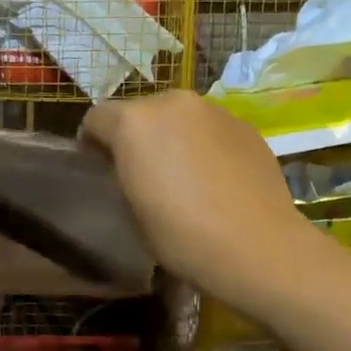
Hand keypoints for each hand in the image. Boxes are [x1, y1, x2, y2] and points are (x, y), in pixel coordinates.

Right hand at [81, 91, 304, 299]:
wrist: (257, 247)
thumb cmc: (181, 235)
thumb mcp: (131, 209)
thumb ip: (123, 174)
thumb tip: (130, 167)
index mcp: (134, 122)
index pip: (96, 118)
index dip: (93, 144)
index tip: (101, 170)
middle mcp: (173, 103)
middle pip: (140, 111)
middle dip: (136, 136)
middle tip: (144, 173)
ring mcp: (214, 110)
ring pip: (179, 117)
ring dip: (173, 137)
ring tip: (184, 176)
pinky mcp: (245, 125)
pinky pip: (211, 129)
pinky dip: (206, 145)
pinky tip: (216, 179)